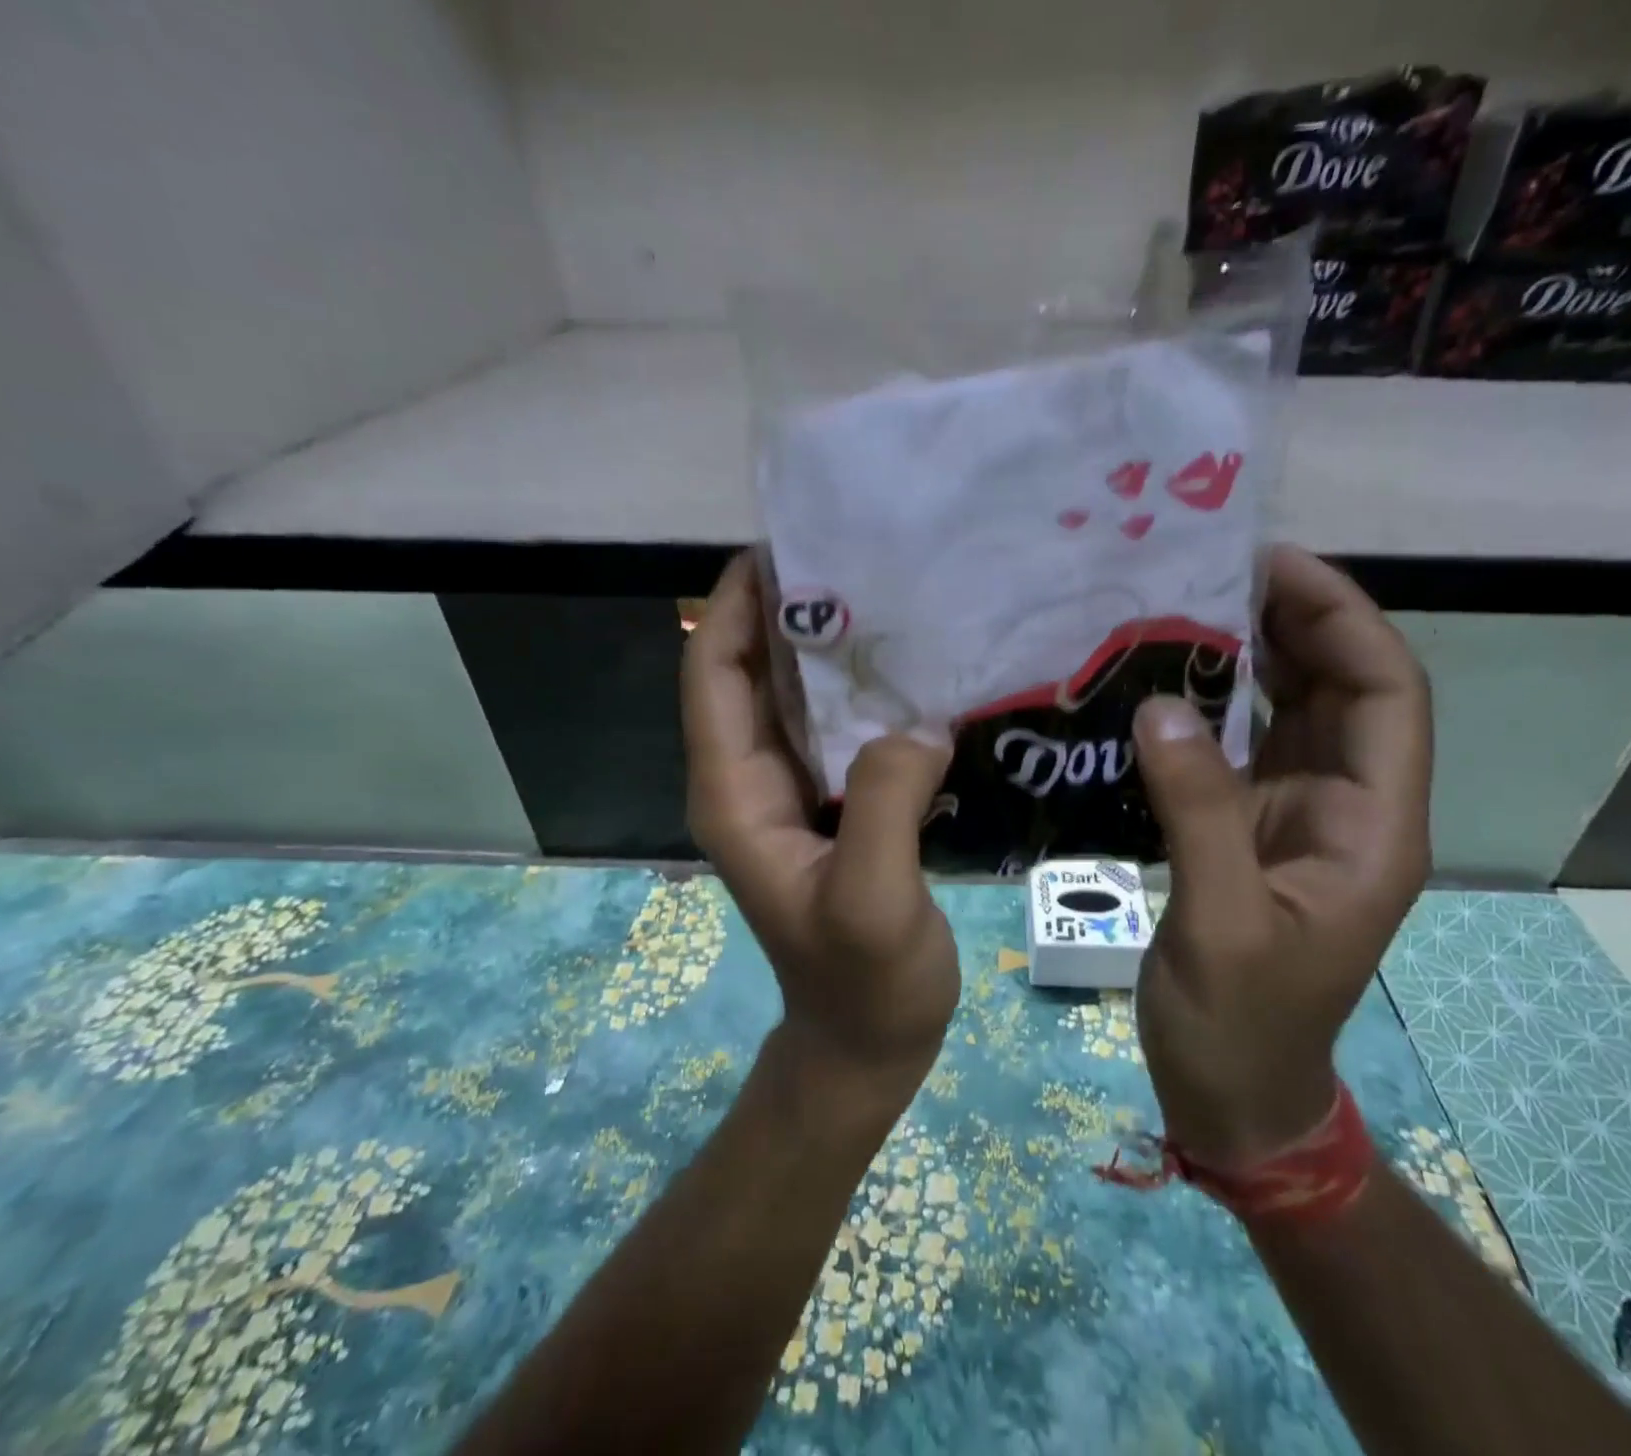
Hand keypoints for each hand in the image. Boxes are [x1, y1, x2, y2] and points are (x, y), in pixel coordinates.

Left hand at [682, 554, 959, 1101]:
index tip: (784, 548)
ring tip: (888, 593)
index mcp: (735, 795)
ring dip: (827, 646)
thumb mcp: (873, 901)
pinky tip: (912, 667)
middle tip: (855, 556)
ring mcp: (789, 793)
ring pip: (794, 697)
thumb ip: (883, 805)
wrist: (865, 1041)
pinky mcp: (829, 804)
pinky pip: (836, 728)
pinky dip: (861, 690)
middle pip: (750, 673)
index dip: (735, 607)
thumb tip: (917, 721)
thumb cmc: (865, 982)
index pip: (713, 676)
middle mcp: (749, 782)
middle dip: (786, 611)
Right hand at [1131, 546, 1432, 1169]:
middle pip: (1341, 690)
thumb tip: (1160, 709)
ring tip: (1187, 606)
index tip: (1276, 567)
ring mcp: (1295, 816)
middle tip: (1216, 571)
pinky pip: (1240, 746)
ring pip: (1290, 712)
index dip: (1344, 621)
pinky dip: (1211, 705)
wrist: (1235, 1093)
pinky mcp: (1249, 828)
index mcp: (1371, 826)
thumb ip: (1200, 813)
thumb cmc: (1242, 1023)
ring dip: (1251, 657)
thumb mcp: (1224, 922)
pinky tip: (1165, 679)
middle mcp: (1346, 807)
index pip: (1386, 695)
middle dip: (1295, 622)